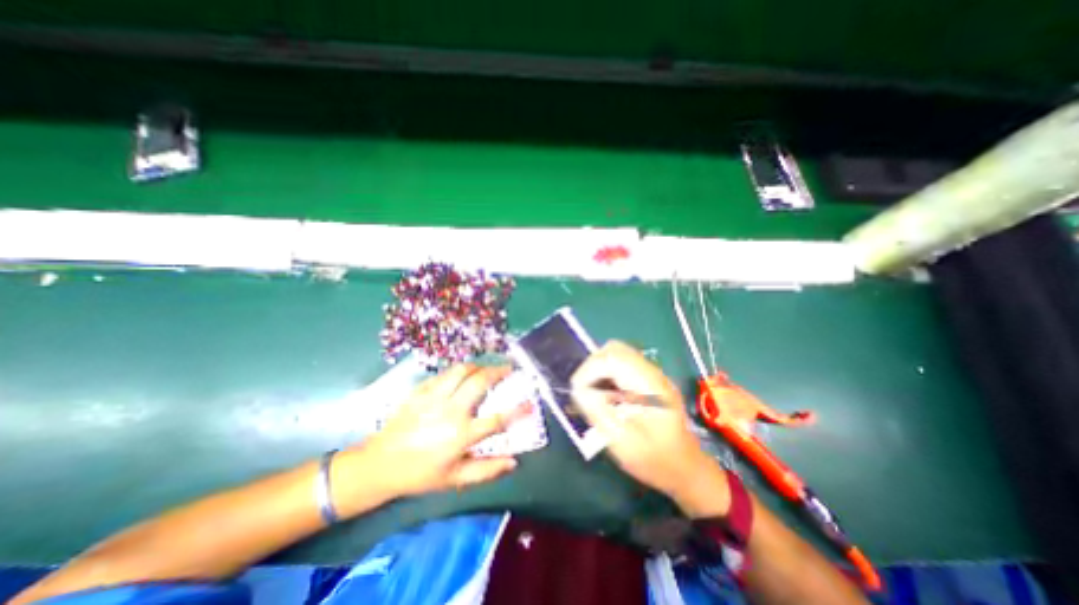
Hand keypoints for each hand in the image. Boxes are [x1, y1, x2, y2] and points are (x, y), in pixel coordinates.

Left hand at [359, 363, 524, 500]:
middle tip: (508, 369)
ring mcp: (433, 397)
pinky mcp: (420, 391)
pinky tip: (461, 375)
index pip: (497, 419)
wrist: (379, 464)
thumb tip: (514, 462)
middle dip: (498, 371)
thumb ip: (486, 470)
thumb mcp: (455, 479)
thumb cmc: (420, 474)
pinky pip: (444, 373)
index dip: (518, 410)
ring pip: (461, 370)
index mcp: (460, 435)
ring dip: (478, 366)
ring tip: (485, 369)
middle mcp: (450, 411)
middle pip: (480, 382)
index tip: (531, 402)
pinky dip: (458, 371)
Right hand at [568, 344, 728, 516]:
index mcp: (650, 386)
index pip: (612, 358)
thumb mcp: (623, 443)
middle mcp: (652, 373)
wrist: (685, 469)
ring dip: (599, 368)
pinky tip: (605, 394)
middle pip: (614, 349)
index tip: (576, 391)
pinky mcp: (648, 379)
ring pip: (617, 353)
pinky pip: (622, 364)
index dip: (589, 370)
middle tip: (583, 390)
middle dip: (592, 366)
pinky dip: (607, 373)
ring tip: (592, 393)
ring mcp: (651, 374)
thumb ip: (599, 414)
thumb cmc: (656, 460)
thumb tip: (578, 390)